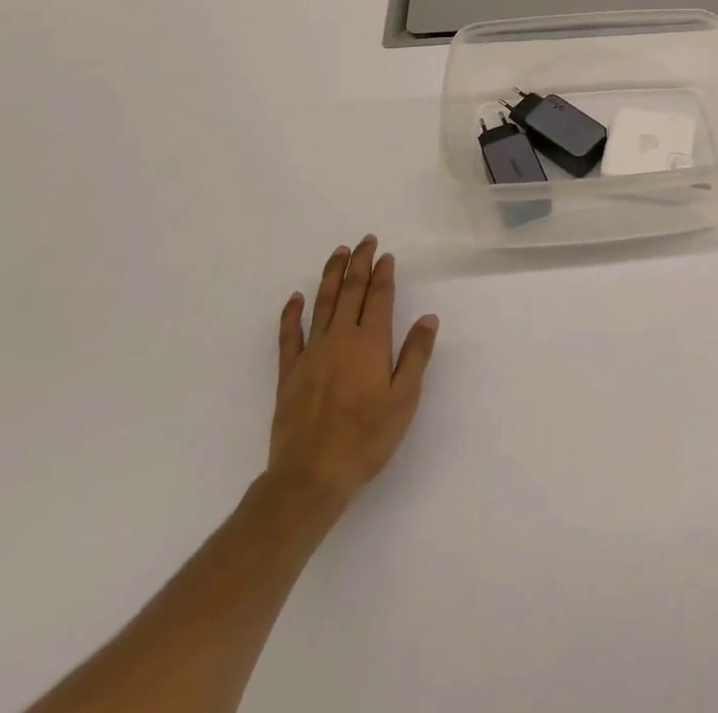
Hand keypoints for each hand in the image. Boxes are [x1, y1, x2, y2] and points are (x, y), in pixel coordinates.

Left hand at [267, 236, 438, 519]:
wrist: (311, 475)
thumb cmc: (366, 438)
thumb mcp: (404, 399)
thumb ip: (415, 355)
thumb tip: (428, 318)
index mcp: (371, 342)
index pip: (380, 298)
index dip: (383, 274)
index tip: (385, 255)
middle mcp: (341, 338)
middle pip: (351, 291)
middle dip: (359, 264)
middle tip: (364, 241)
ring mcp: (312, 353)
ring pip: (323, 303)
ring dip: (331, 276)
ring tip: (338, 253)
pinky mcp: (289, 372)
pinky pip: (289, 334)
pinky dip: (292, 313)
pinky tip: (296, 298)